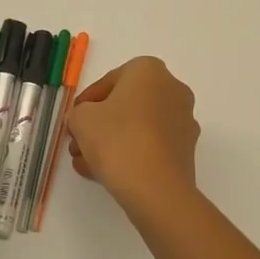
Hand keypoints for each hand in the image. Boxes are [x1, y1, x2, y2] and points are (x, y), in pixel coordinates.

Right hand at [64, 57, 199, 217]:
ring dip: (110, 142)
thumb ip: (78, 113)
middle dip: (98, 125)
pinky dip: (129, 154)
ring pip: (137, 127)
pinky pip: (150, 145)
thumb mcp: (81, 119)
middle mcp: (172, 89)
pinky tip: (104, 173)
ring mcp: (183, 120)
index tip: (73, 121)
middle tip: (78, 144)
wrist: (156, 188)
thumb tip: (84, 120)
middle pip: (125, 105)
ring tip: (86, 164)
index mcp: (149, 70)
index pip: (109, 81)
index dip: (85, 103)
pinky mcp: (186, 150)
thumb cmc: (117, 139)